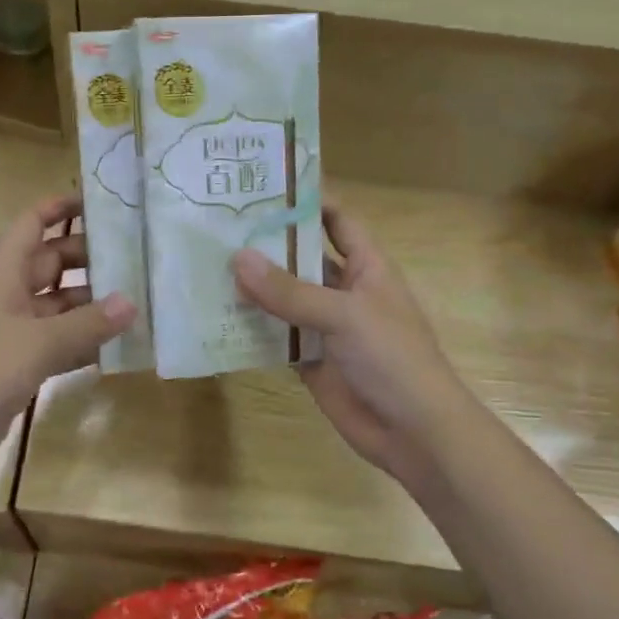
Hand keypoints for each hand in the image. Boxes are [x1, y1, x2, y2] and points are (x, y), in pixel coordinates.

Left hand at [0, 196, 135, 475]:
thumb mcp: (39, 342)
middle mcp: (10, 294)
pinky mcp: (22, 361)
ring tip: (139, 298)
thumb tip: (132, 302)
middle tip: (137, 256)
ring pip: (61, 304)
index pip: (32, 224)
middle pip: (53, 262)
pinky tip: (119, 344)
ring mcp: (15, 329)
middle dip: (90, 258)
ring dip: (93, 303)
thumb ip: (87, 323)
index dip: (61, 208)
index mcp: (4, 274)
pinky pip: (60, 340)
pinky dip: (85, 340)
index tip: (102, 204)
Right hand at [231, 203, 462, 486]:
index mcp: (367, 267)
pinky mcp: (309, 359)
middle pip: (301, 259)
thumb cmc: (391, 358)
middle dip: (265, 246)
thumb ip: (289, 291)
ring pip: (283, 299)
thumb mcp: (344, 315)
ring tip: (205, 267)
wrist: (412, 431)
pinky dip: (251, 329)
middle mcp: (344, 291)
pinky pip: (276, 337)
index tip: (261, 187)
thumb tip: (237, 259)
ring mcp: (325, 327)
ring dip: (252, 288)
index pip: (336, 221)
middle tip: (216, 228)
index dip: (306, 202)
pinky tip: (216, 317)